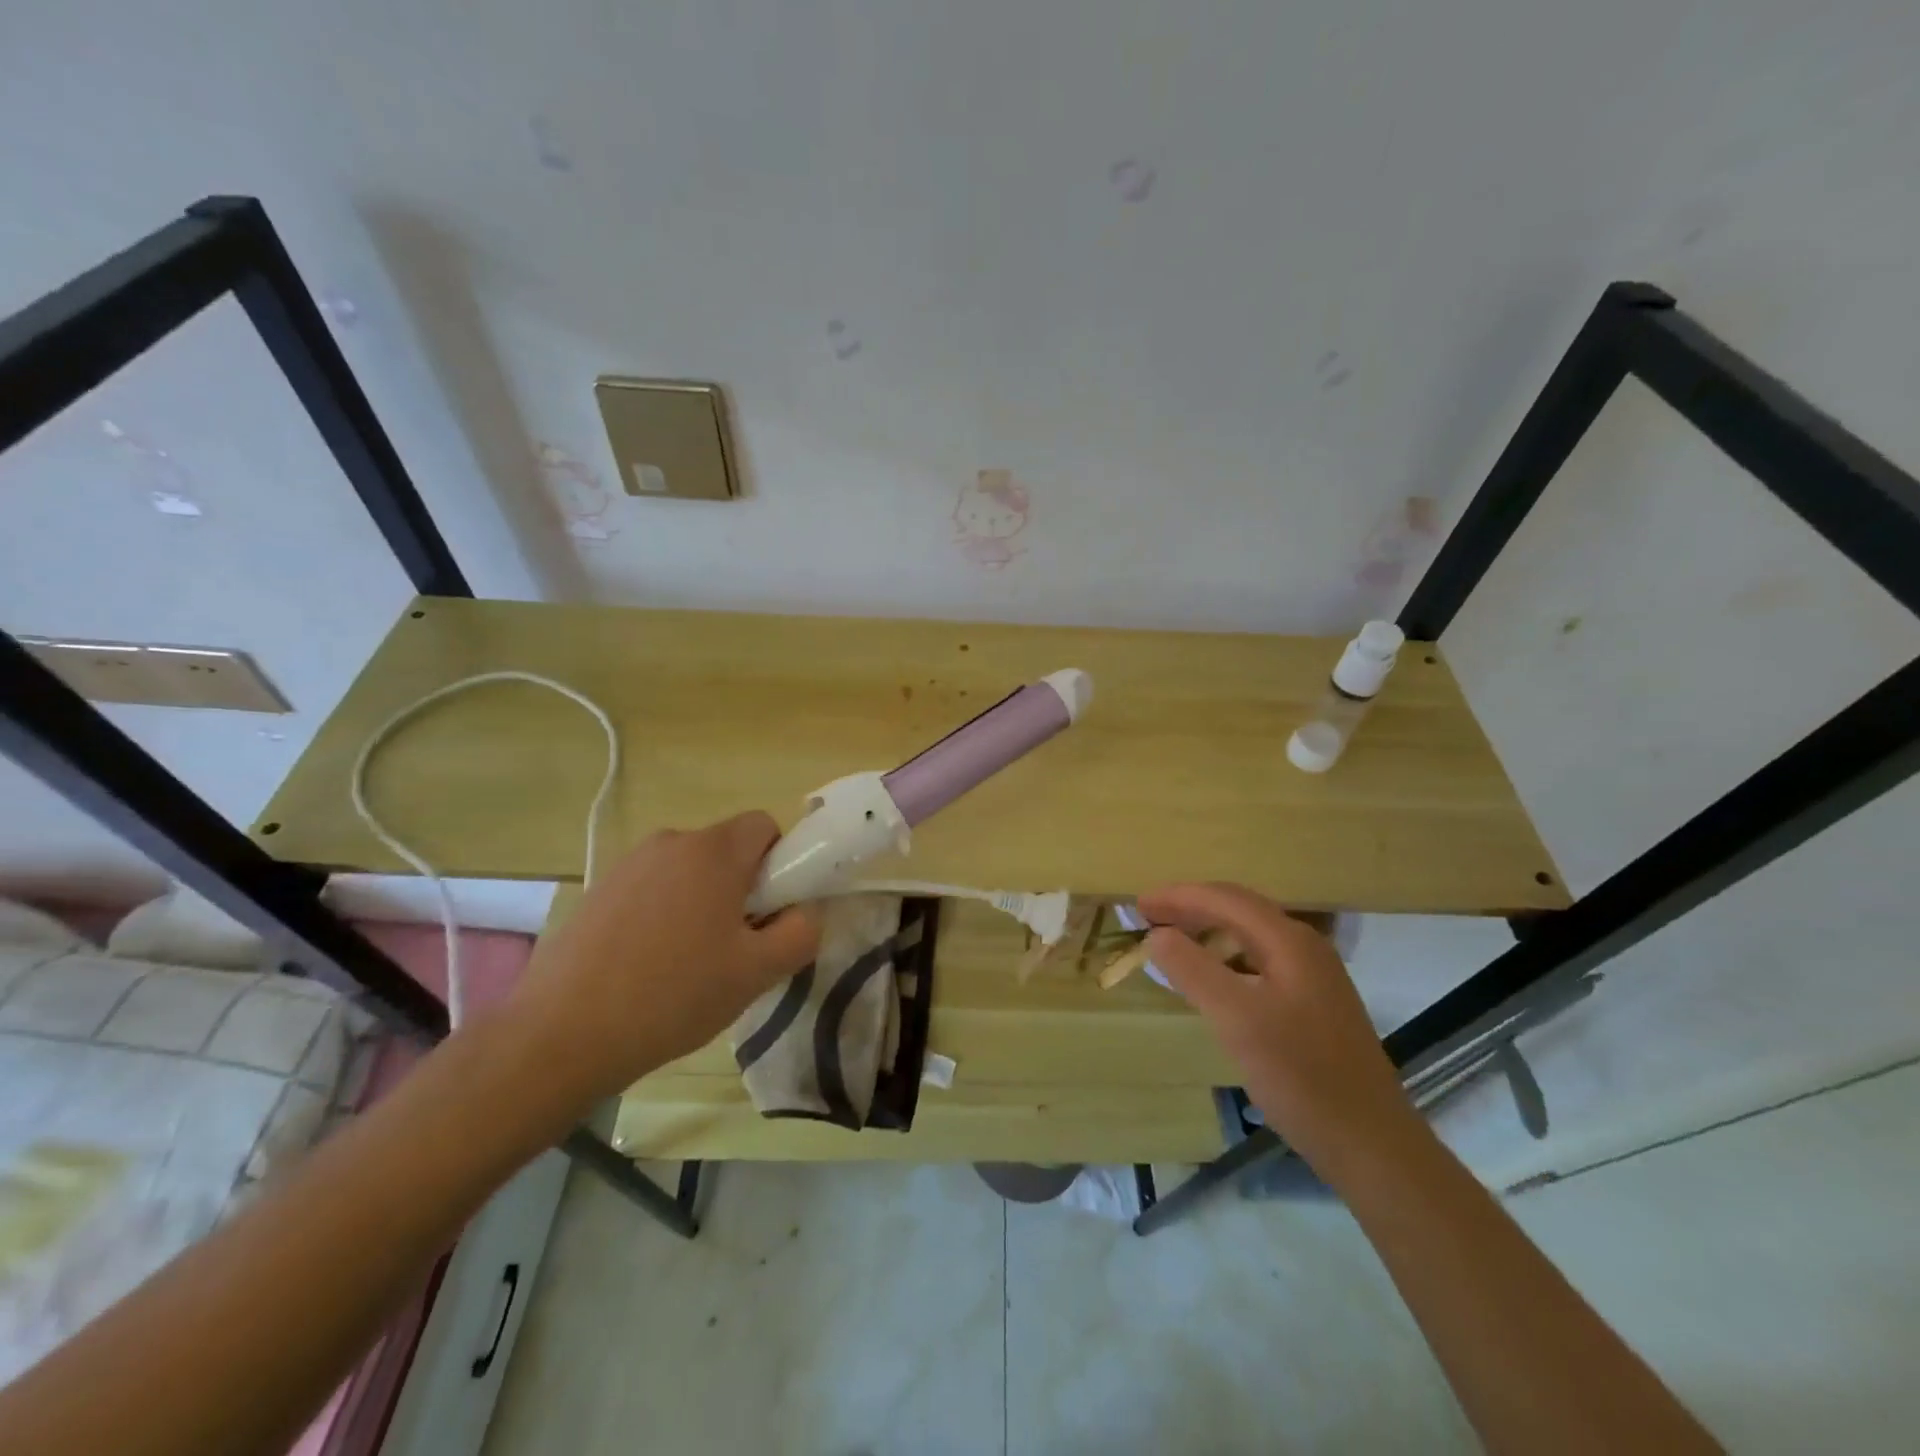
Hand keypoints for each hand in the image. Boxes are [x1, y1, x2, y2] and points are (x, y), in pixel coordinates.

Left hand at [505, 813, 819, 1114]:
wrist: (560, 1035)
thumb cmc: (673, 996)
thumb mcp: (757, 973)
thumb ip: (801, 932)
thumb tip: (805, 911)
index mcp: (714, 851)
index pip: (765, 826)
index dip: (780, 863)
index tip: (771, 911)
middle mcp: (671, 842)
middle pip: (727, 850)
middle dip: (742, 888)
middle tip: (736, 946)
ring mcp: (629, 865)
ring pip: (689, 872)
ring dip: (702, 902)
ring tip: (689, 963)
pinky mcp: (598, 891)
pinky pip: (653, 889)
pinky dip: (664, 914)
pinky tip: (648, 967)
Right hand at [1139, 882, 1421, 1182]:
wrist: (1372, 1145)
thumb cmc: (1300, 1076)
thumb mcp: (1237, 1019)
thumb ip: (1193, 970)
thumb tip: (1157, 935)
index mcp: (1289, 941)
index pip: (1225, 898)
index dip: (1178, 896)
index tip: (1139, 905)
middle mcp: (1305, 948)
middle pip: (1240, 910)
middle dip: (1191, 907)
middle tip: (1149, 918)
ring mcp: (1314, 977)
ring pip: (1251, 936)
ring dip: (1208, 931)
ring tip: (1172, 942)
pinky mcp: (1314, 1006)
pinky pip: (1260, 962)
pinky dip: (1226, 959)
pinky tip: (1212, 981)